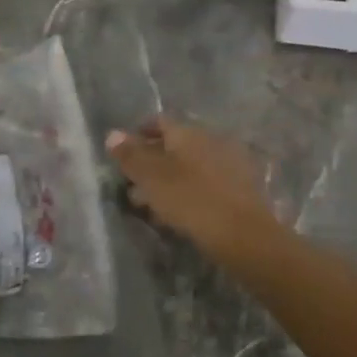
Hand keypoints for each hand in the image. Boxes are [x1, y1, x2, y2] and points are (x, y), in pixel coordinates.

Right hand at [107, 118, 281, 268]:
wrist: (244, 235)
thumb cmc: (191, 200)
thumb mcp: (152, 178)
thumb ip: (131, 155)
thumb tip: (112, 133)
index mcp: (187, 131)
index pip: (158, 122)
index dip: (138, 134)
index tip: (123, 154)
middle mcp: (209, 139)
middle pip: (174, 144)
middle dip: (152, 161)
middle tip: (133, 183)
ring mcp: (227, 163)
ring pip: (189, 165)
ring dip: (169, 179)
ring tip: (151, 204)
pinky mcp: (239, 188)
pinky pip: (205, 182)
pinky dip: (188, 191)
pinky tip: (179, 213)